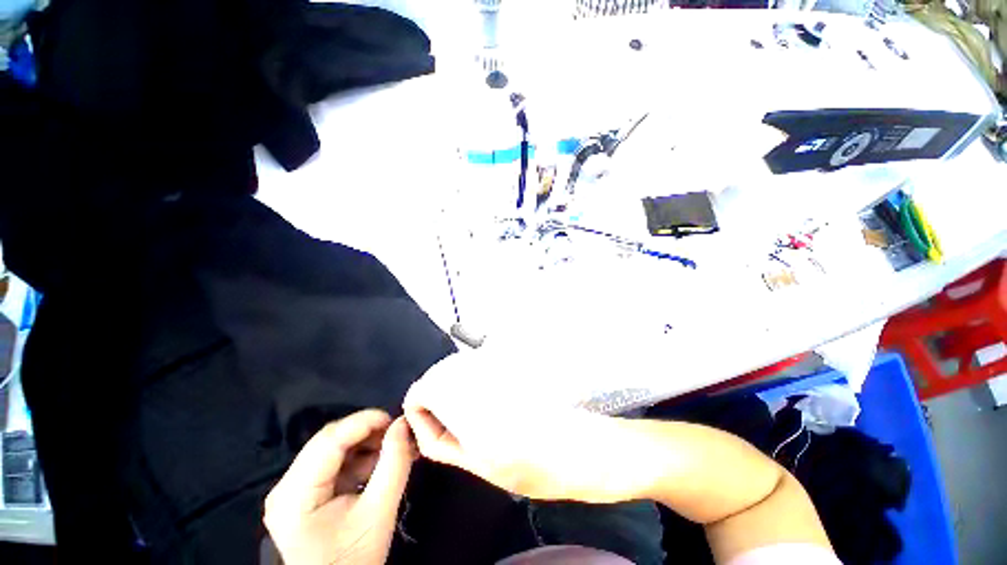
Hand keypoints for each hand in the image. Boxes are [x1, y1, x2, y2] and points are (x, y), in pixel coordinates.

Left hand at [264, 410, 415, 564]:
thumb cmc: (355, 558)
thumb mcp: (380, 512)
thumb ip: (394, 463)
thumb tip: (403, 424)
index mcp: (294, 495)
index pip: (329, 441)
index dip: (364, 422)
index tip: (396, 419)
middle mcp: (285, 486)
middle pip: (330, 442)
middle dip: (369, 433)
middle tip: (399, 435)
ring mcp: (293, 490)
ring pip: (334, 449)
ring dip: (367, 444)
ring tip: (395, 449)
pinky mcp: (304, 493)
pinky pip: (334, 463)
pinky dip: (360, 458)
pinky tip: (381, 464)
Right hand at [403, 350, 652, 503]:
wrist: (587, 448)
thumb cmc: (540, 467)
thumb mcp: (486, 466)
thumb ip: (450, 442)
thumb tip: (426, 424)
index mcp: (474, 406)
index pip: (427, 388)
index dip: (417, 402)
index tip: (419, 418)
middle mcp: (485, 377)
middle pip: (441, 374)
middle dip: (432, 395)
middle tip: (438, 418)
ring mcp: (500, 369)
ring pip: (459, 368)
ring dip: (450, 387)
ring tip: (457, 411)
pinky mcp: (513, 367)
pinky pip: (479, 367)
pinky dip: (469, 380)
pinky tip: (478, 398)